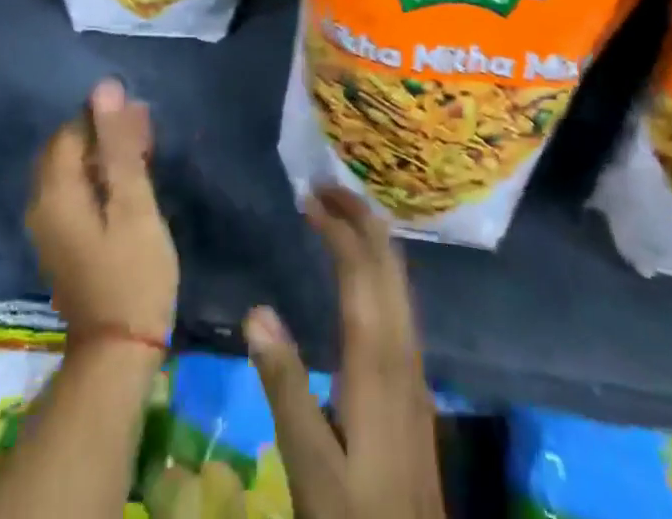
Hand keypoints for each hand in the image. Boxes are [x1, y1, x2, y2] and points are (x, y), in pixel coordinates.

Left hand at [26, 78, 178, 340]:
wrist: (118, 354)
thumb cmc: (132, 273)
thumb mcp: (134, 204)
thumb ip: (119, 145)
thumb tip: (106, 89)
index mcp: (54, 193)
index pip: (70, 131)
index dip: (103, 117)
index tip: (141, 119)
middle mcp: (41, 206)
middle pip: (67, 150)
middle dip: (103, 134)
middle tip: (146, 134)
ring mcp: (49, 228)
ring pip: (72, 172)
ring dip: (104, 157)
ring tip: (144, 154)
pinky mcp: (63, 244)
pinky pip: (75, 193)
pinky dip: (99, 180)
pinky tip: (128, 185)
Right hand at [243, 187, 445, 518]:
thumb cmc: (357, 516)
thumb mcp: (310, 464)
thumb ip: (284, 387)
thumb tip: (256, 310)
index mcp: (376, 360)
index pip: (360, 271)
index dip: (337, 227)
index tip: (308, 197)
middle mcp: (402, 350)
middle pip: (388, 263)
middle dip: (360, 216)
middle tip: (326, 186)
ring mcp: (415, 367)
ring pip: (399, 280)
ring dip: (372, 238)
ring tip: (342, 213)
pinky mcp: (415, 384)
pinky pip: (400, 300)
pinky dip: (380, 266)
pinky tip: (366, 275)